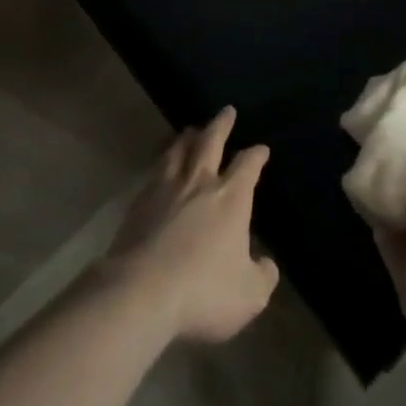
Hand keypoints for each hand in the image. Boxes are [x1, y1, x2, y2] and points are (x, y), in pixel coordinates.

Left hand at [101, 106, 279, 343]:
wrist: (141, 292)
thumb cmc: (203, 290)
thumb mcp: (249, 295)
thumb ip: (263, 276)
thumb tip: (267, 264)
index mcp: (231, 197)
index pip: (248, 165)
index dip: (256, 155)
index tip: (261, 149)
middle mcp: (200, 183)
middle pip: (211, 142)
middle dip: (221, 125)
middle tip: (226, 111)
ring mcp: (166, 189)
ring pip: (179, 151)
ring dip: (187, 138)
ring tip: (190, 130)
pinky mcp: (139, 204)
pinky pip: (154, 172)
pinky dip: (162, 162)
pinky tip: (160, 166)